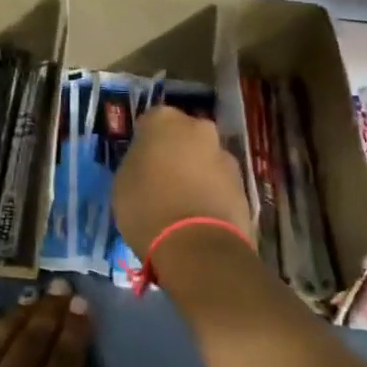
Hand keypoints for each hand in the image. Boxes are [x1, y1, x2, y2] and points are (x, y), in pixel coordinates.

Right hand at [113, 106, 252, 264]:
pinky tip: (198, 218)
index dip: (143, 143)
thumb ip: (136, 163)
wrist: (197, 245)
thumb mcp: (122, 182)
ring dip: (195, 174)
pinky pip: (219, 185)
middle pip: (182, 137)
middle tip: (160, 180)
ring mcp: (225, 156)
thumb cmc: (147, 206)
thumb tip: (147, 164)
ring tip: (180, 205)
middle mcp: (199, 128)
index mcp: (164, 120)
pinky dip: (210, 195)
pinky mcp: (244, 185)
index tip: (139, 163)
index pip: (149, 123)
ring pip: (204, 160)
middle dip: (174, 153)